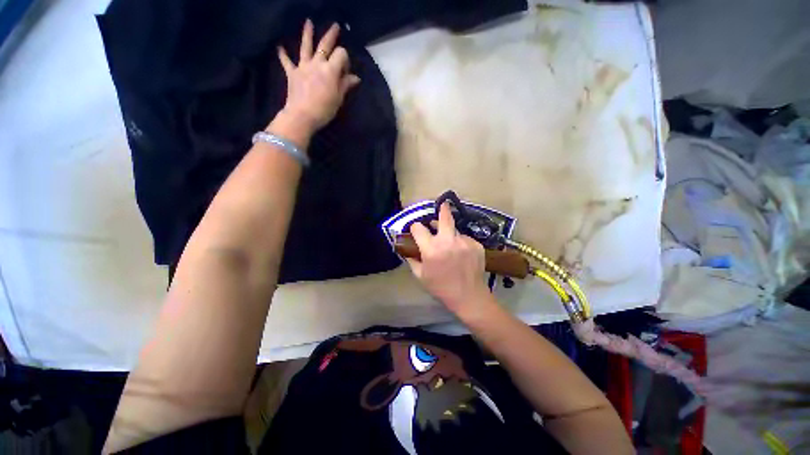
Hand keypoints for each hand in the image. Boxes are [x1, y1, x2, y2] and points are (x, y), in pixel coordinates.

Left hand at [277, 20, 360, 132]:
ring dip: (307, 33)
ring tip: (308, 22)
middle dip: (331, 35)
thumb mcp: (339, 98)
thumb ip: (345, 85)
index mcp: (330, 70)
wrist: (302, 116)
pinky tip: (280, 47)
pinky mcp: (292, 73)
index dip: (345, 60)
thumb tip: (355, 77)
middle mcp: (316, 63)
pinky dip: (283, 54)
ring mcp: (303, 66)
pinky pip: (286, 61)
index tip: (346, 71)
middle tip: (335, 26)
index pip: (341, 54)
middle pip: (324, 44)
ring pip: (305, 46)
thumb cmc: (324, 109)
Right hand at [407, 203, 495, 319]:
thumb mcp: (420, 276)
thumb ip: (412, 259)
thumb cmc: (441, 288)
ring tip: (450, 245)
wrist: (469, 297)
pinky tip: (461, 254)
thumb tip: (407, 249)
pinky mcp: (476, 245)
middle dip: (442, 209)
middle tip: (442, 204)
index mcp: (431, 249)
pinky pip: (464, 238)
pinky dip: (460, 242)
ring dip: (450, 234)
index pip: (418, 228)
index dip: (415, 228)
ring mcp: (464, 242)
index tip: (416, 230)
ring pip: (454, 230)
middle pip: (444, 217)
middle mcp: (448, 241)